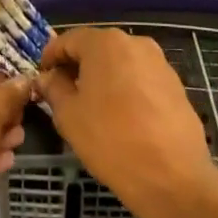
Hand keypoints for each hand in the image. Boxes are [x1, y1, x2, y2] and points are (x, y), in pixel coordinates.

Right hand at [38, 28, 217, 217]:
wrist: (173, 177)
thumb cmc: (111, 140)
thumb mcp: (69, 116)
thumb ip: (53, 89)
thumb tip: (47, 78)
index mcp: (105, 43)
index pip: (68, 40)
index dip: (51, 58)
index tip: (42, 79)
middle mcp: (135, 43)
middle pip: (96, 48)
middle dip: (77, 67)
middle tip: (63, 94)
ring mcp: (159, 63)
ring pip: (120, 64)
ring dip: (103, 78)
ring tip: (92, 108)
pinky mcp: (175, 85)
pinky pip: (140, 79)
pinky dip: (125, 90)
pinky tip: (121, 118)